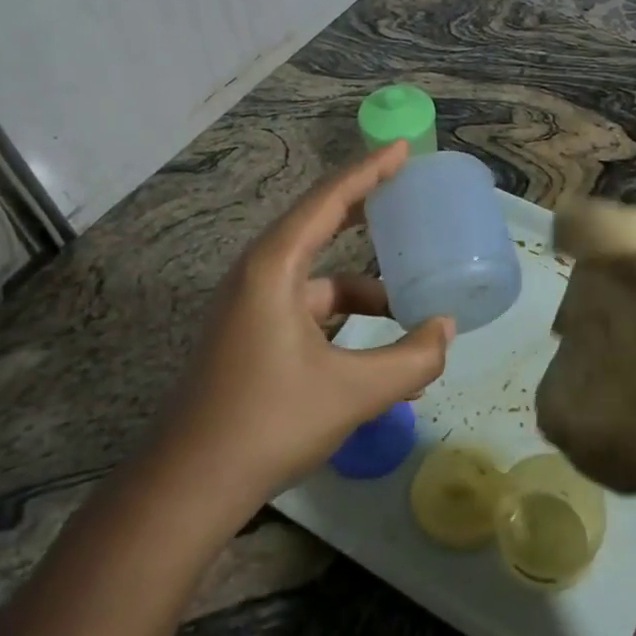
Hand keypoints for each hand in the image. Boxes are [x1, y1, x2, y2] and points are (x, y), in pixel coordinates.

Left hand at [154, 141, 453, 507]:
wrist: (188, 487)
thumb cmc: (269, 422)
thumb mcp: (355, 391)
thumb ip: (412, 359)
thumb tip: (446, 329)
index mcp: (274, 268)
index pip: (329, 200)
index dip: (369, 170)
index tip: (404, 149)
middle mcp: (259, 275)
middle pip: (320, 225)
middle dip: (366, 210)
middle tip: (407, 195)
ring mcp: (251, 307)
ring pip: (319, 279)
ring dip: (363, 287)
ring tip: (409, 303)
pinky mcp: (251, 336)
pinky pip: (309, 311)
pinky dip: (345, 320)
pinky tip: (379, 352)